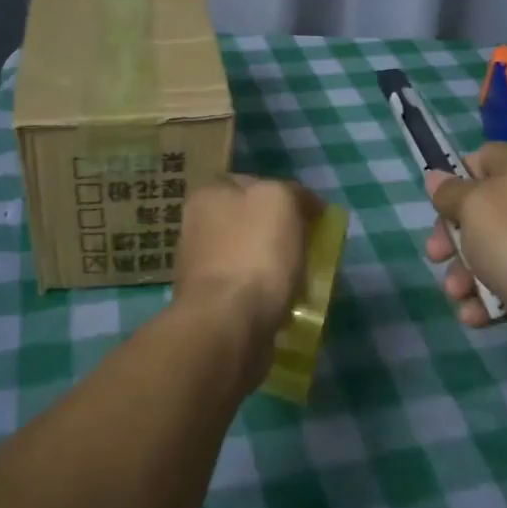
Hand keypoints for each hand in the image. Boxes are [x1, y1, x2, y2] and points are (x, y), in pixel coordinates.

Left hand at [172, 175, 317, 378]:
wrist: (227, 325)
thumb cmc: (254, 253)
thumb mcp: (281, 200)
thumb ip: (293, 193)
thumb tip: (305, 204)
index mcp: (207, 195)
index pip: (249, 182)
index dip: (282, 194)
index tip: (309, 216)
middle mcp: (196, 227)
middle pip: (248, 221)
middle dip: (277, 234)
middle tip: (309, 248)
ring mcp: (200, 269)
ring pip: (248, 257)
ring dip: (272, 267)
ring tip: (302, 281)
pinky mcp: (210, 305)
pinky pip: (246, 292)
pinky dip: (265, 297)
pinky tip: (285, 306)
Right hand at [423, 143, 506, 335]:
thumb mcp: (472, 206)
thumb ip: (449, 192)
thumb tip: (436, 176)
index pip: (480, 159)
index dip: (455, 180)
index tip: (438, 205)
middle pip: (478, 211)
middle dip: (452, 238)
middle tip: (437, 256)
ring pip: (489, 252)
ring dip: (464, 275)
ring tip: (457, 294)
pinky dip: (487, 298)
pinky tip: (475, 315)